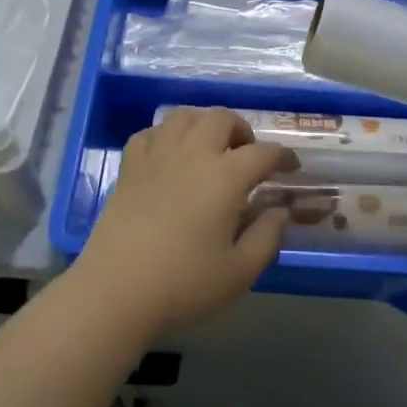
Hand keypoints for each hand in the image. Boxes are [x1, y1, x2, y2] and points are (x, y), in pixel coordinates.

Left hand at [74, 108, 297, 341]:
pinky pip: (151, 133)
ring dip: (205, 124)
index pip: (263, 153)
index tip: (291, 167)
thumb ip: (267, 237)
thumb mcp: (239, 271)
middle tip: (248, 154)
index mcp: (225, 177)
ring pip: (185, 116)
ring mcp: (157, 156)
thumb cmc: (183, 284)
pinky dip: (167, 135)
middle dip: (242, 130)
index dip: (282, 156)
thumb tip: (279, 211)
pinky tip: (171, 154)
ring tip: (211, 147)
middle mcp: (193, 154)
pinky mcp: (129, 167)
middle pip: (222, 119)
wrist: (115, 291)